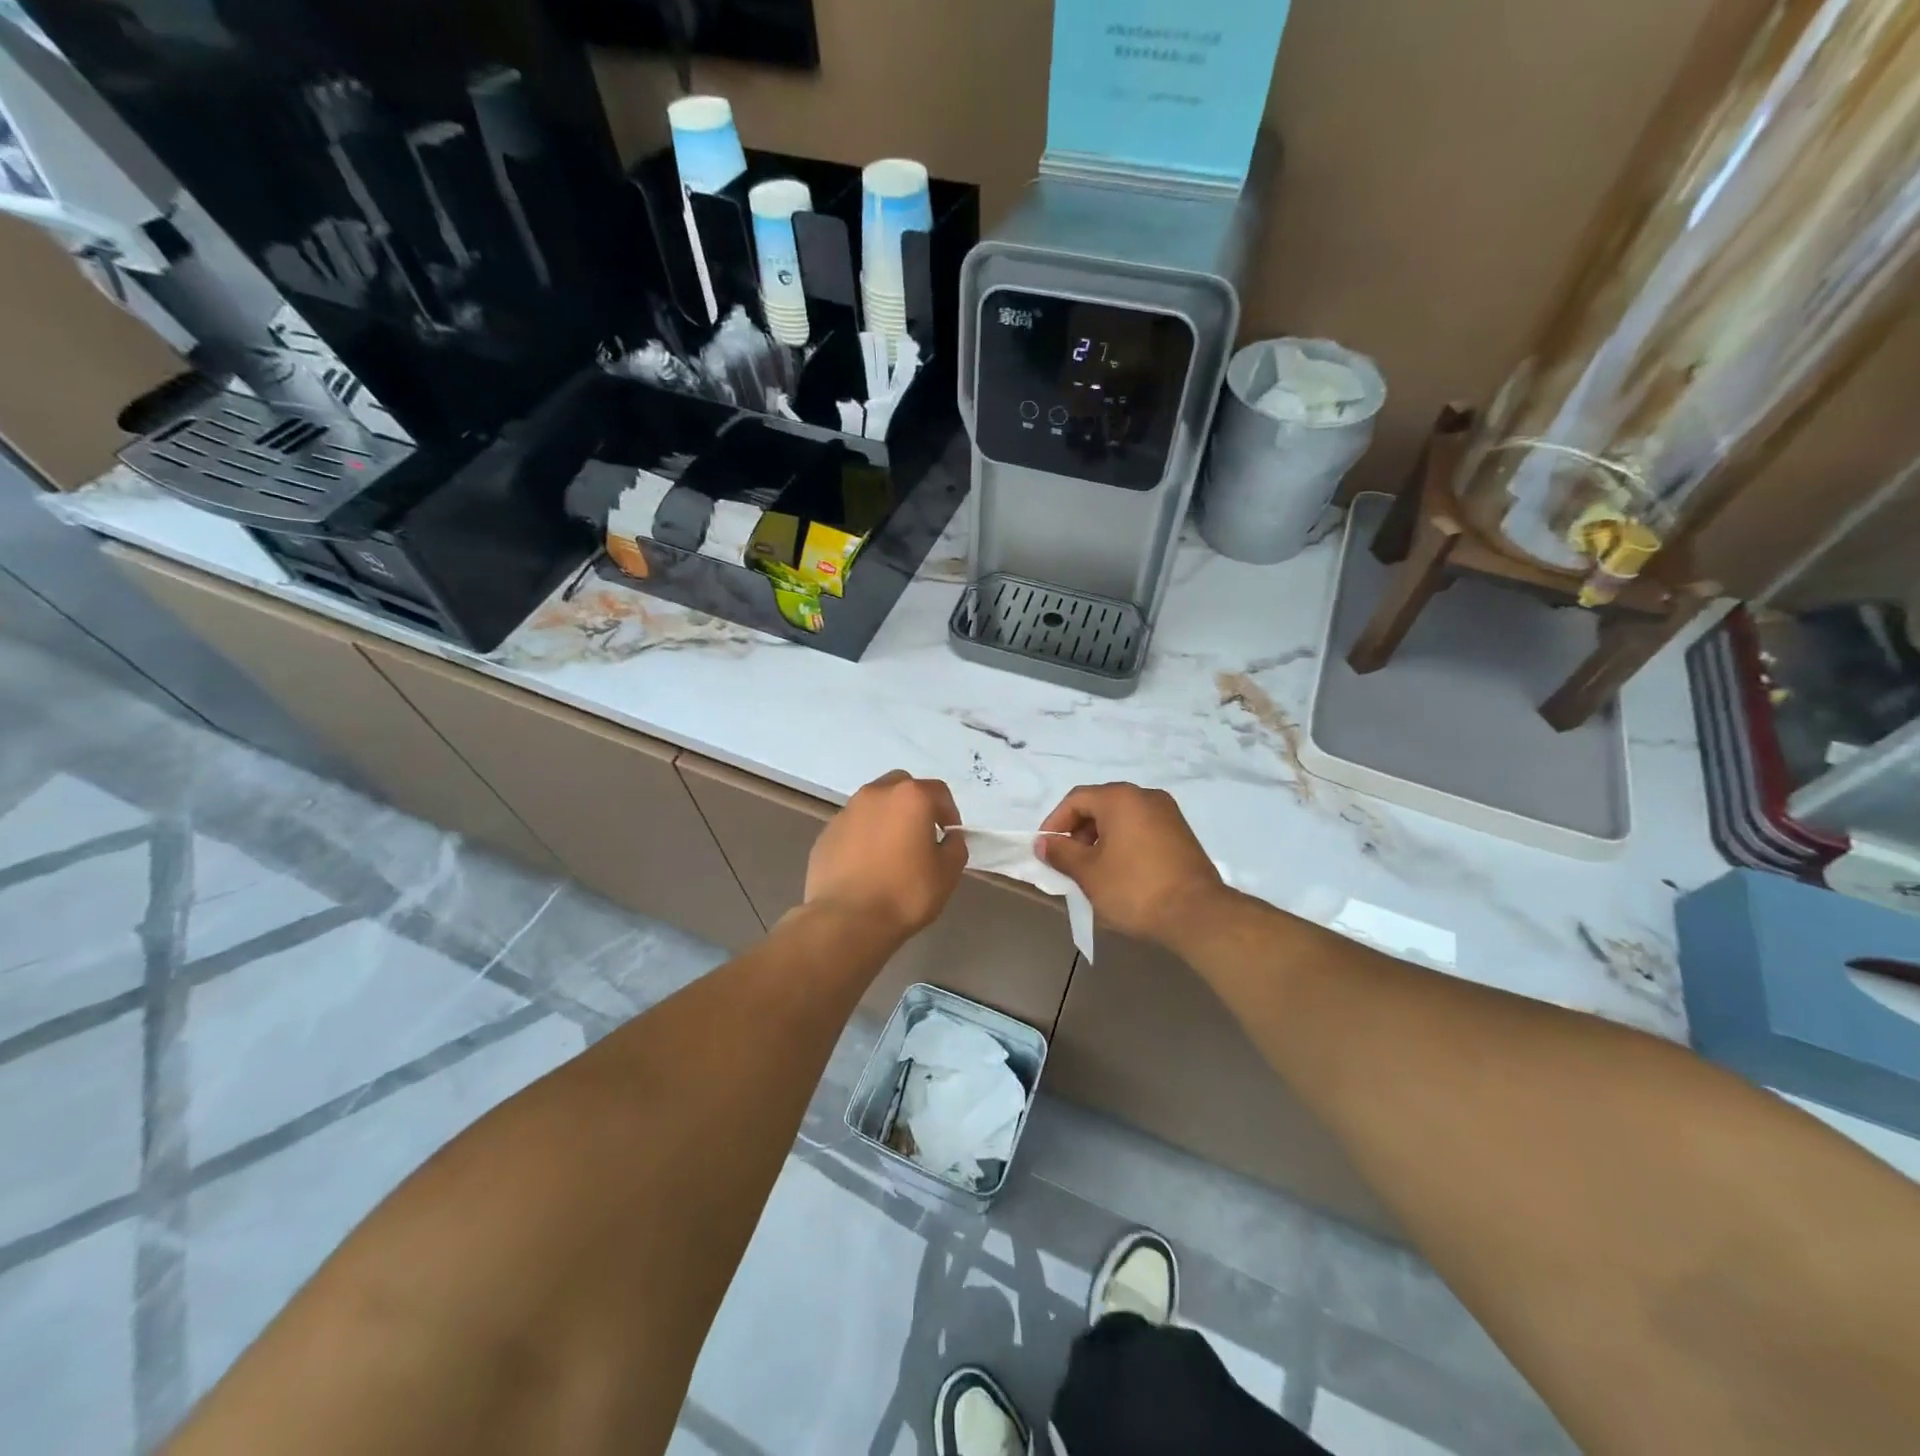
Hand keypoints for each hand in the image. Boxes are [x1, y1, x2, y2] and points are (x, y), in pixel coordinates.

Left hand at [805, 771, 967, 940]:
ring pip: (873, 804)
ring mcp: (846, 812)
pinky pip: (853, 827)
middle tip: (920, 835)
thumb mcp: (947, 873)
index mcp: (910, 797)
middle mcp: (876, 794)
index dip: (949, 813)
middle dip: (915, 805)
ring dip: (886, 819)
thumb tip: (948, 838)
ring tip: (891, 852)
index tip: (949, 836)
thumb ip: (955, 847)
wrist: (846, 920)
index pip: (938, 792)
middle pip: (902, 787)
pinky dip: (863, 836)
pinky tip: (866, 866)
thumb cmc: (905, 893)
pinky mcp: (825, 834)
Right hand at [1039, 783, 1225, 946]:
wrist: (1198, 914)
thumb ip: (1061, 853)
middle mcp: (1145, 796)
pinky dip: (1123, 843)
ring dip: (1100, 839)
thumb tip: (1044, 843)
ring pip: (1122, 818)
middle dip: (1078, 832)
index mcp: (1120, 798)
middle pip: (1100, 805)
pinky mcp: (1181, 834)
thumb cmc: (1134, 888)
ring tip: (1091, 870)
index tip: (1046, 850)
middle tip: (1067, 862)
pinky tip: (1119, 871)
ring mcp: (1168, 813)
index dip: (1055, 823)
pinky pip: (1142, 829)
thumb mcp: (1089, 873)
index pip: (1076, 800)